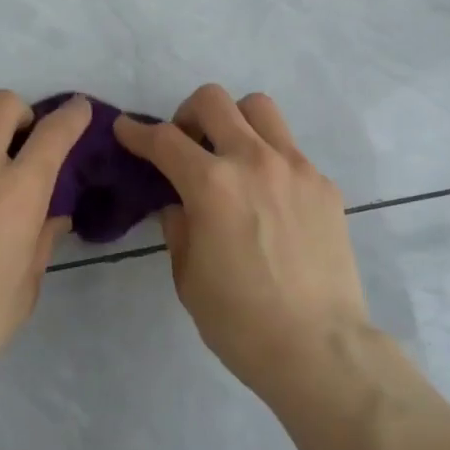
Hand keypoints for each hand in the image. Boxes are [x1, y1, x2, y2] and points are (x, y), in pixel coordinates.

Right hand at [113, 85, 372, 405]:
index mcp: (212, 185)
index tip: (125, 128)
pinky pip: (290, 149)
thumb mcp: (189, 277)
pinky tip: (269, 198)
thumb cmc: (241, 322)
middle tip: (186, 144)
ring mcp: (295, 167)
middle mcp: (253, 160)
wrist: (319, 348)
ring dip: (235, 121)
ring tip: (231, 155)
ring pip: (259, 108)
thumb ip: (178, 227)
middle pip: (213, 101)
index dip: (138, 132)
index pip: (165, 140)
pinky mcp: (323, 183)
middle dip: (187, 114)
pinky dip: (269, 158)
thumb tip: (178, 203)